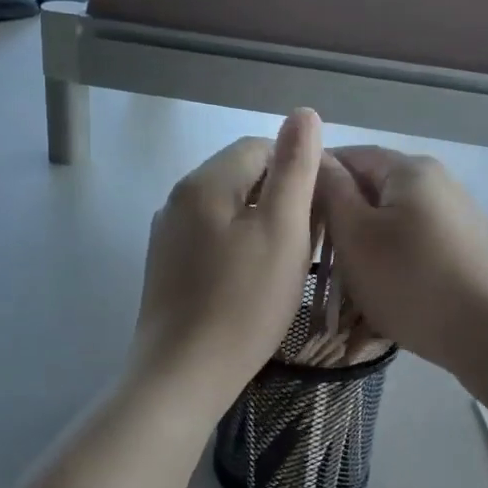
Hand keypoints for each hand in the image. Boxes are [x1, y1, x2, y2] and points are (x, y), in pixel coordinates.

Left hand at [130, 109, 323, 414]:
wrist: (184, 374)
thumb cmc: (244, 301)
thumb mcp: (283, 229)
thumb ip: (295, 168)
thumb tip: (304, 113)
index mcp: (205, 182)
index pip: (260, 147)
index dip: (297, 169)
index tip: (321, 209)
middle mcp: (178, 198)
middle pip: (241, 176)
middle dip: (279, 197)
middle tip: (309, 240)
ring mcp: (167, 234)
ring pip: (227, 209)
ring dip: (260, 223)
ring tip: (286, 262)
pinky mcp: (166, 266)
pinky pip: (211, 237)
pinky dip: (238, 246)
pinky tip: (252, 280)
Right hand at [315, 147, 487, 395]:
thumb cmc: (410, 280)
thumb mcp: (356, 235)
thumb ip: (331, 190)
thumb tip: (315, 155)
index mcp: (410, 169)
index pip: (349, 155)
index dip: (315, 178)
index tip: (291, 211)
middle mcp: (437, 181)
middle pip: (372, 187)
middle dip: (340, 215)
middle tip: (315, 251)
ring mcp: (454, 214)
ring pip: (391, 217)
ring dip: (364, 241)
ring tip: (344, 275)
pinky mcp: (463, 246)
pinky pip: (413, 240)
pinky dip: (390, 257)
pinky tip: (381, 286)